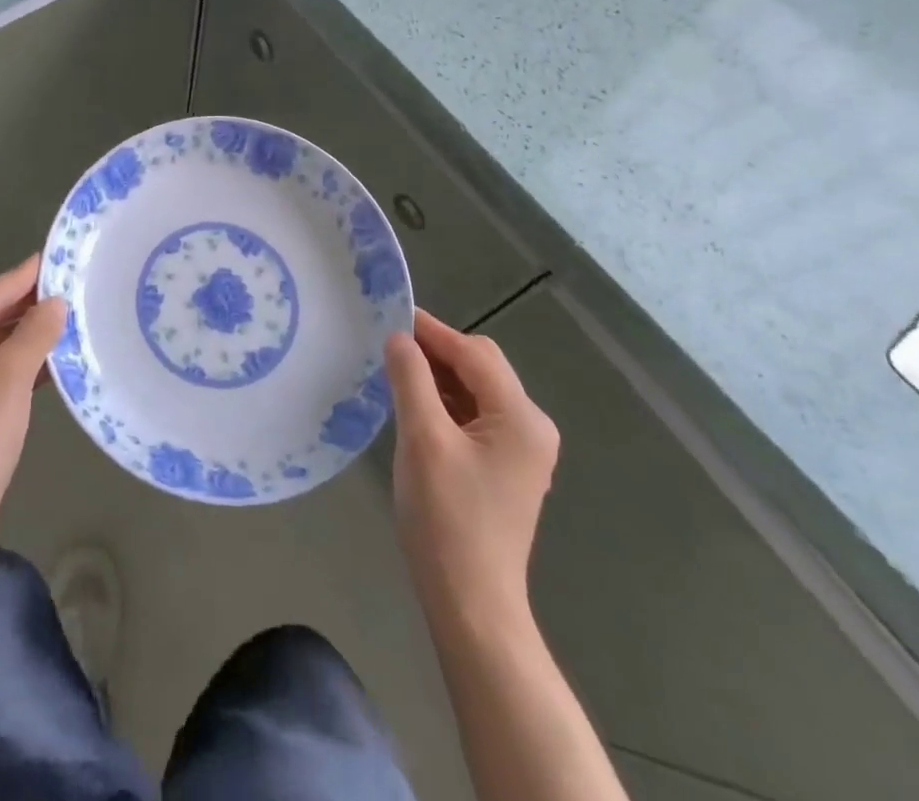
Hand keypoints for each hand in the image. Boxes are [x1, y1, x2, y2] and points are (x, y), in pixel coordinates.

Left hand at [0, 255, 66, 553]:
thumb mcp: (10, 378)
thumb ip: (35, 332)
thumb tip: (56, 301)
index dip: (25, 277)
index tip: (57, 256)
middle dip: (27, 307)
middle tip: (71, 286)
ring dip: (25, 336)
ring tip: (69, 316)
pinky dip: (15, 363)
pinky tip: (51, 356)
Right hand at [384, 310, 559, 629]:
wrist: (471, 604)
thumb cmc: (447, 518)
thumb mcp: (422, 439)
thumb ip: (411, 378)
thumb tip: (399, 337)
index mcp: (521, 417)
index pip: (473, 353)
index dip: (431, 331)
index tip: (389, 314)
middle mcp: (530, 427)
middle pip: (479, 368)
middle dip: (435, 352)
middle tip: (388, 347)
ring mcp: (521, 450)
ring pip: (474, 391)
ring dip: (438, 378)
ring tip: (394, 372)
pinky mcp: (505, 468)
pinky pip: (473, 417)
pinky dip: (444, 404)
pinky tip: (414, 406)